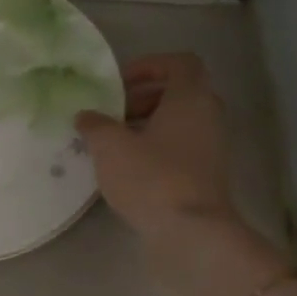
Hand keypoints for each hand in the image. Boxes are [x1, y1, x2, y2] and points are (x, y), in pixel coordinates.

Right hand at [76, 54, 235, 237]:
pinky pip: (180, 147)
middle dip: (142, 98)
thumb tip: (85, 116)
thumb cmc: (152, 177)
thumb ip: (95, 125)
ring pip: (178, 122)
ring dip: (146, 125)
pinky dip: (155, 148)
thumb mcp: (110, 147)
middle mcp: (207, 116)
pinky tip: (127, 168)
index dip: (149, 65)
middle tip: (112, 114)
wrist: (191, 232)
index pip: (180, 63)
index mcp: (190, 98)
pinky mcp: (205, 174)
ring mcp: (211, 147)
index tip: (120, 83)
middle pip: (178, 92)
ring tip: (113, 143)